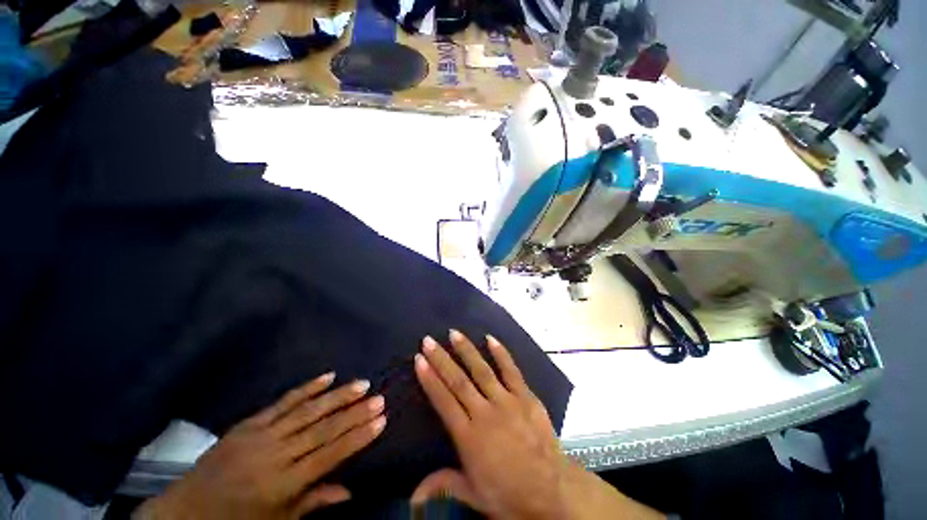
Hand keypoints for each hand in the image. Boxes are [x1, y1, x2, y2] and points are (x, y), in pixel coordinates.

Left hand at [135, 373, 385, 519]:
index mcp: (283, 485)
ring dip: (338, 395)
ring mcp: (261, 435)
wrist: (186, 512)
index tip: (381, 420)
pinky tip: (327, 376)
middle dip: (355, 412)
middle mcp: (275, 455)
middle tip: (378, 397)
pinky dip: (307, 388)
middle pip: (323, 429)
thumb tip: (349, 491)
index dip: (358, 437)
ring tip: (362, 383)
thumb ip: (313, 503)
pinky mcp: (249, 422)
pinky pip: (283, 402)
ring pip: (308, 410)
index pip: (330, 455)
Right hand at [411, 331, 663, 519]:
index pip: (443, 401)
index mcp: (469, 436)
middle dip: (441, 359)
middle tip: (429, 340)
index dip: (429, 379)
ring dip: (467, 350)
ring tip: (454, 333)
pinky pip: (511, 371)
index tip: (419, 360)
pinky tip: (491, 338)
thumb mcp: (474, 495)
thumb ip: (442, 486)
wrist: (553, 492)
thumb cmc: (510, 494)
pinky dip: (501, 353)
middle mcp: (485, 413)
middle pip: (458, 381)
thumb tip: (411, 499)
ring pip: (482, 370)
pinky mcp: (526, 396)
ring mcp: (507, 402)